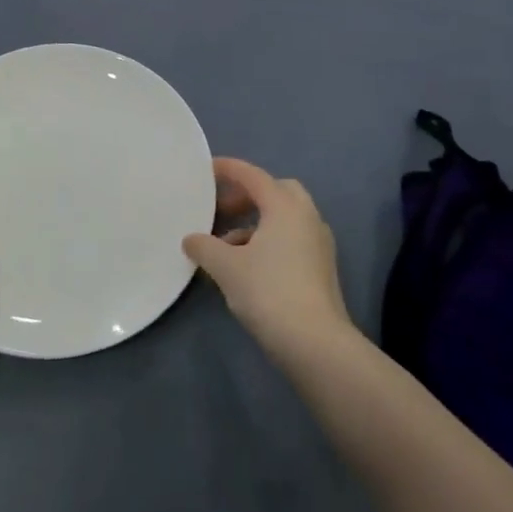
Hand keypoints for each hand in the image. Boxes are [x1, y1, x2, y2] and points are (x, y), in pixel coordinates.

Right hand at [183, 158, 355, 362]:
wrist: (316, 343)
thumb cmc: (269, 292)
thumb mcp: (227, 268)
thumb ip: (205, 247)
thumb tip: (190, 239)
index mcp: (285, 206)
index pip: (253, 175)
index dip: (229, 169)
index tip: (207, 169)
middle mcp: (307, 216)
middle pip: (275, 191)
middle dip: (247, 196)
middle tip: (222, 209)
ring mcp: (319, 242)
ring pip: (285, 218)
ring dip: (256, 222)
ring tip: (227, 245)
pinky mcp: (322, 267)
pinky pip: (292, 239)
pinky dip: (270, 241)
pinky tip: (249, 266)